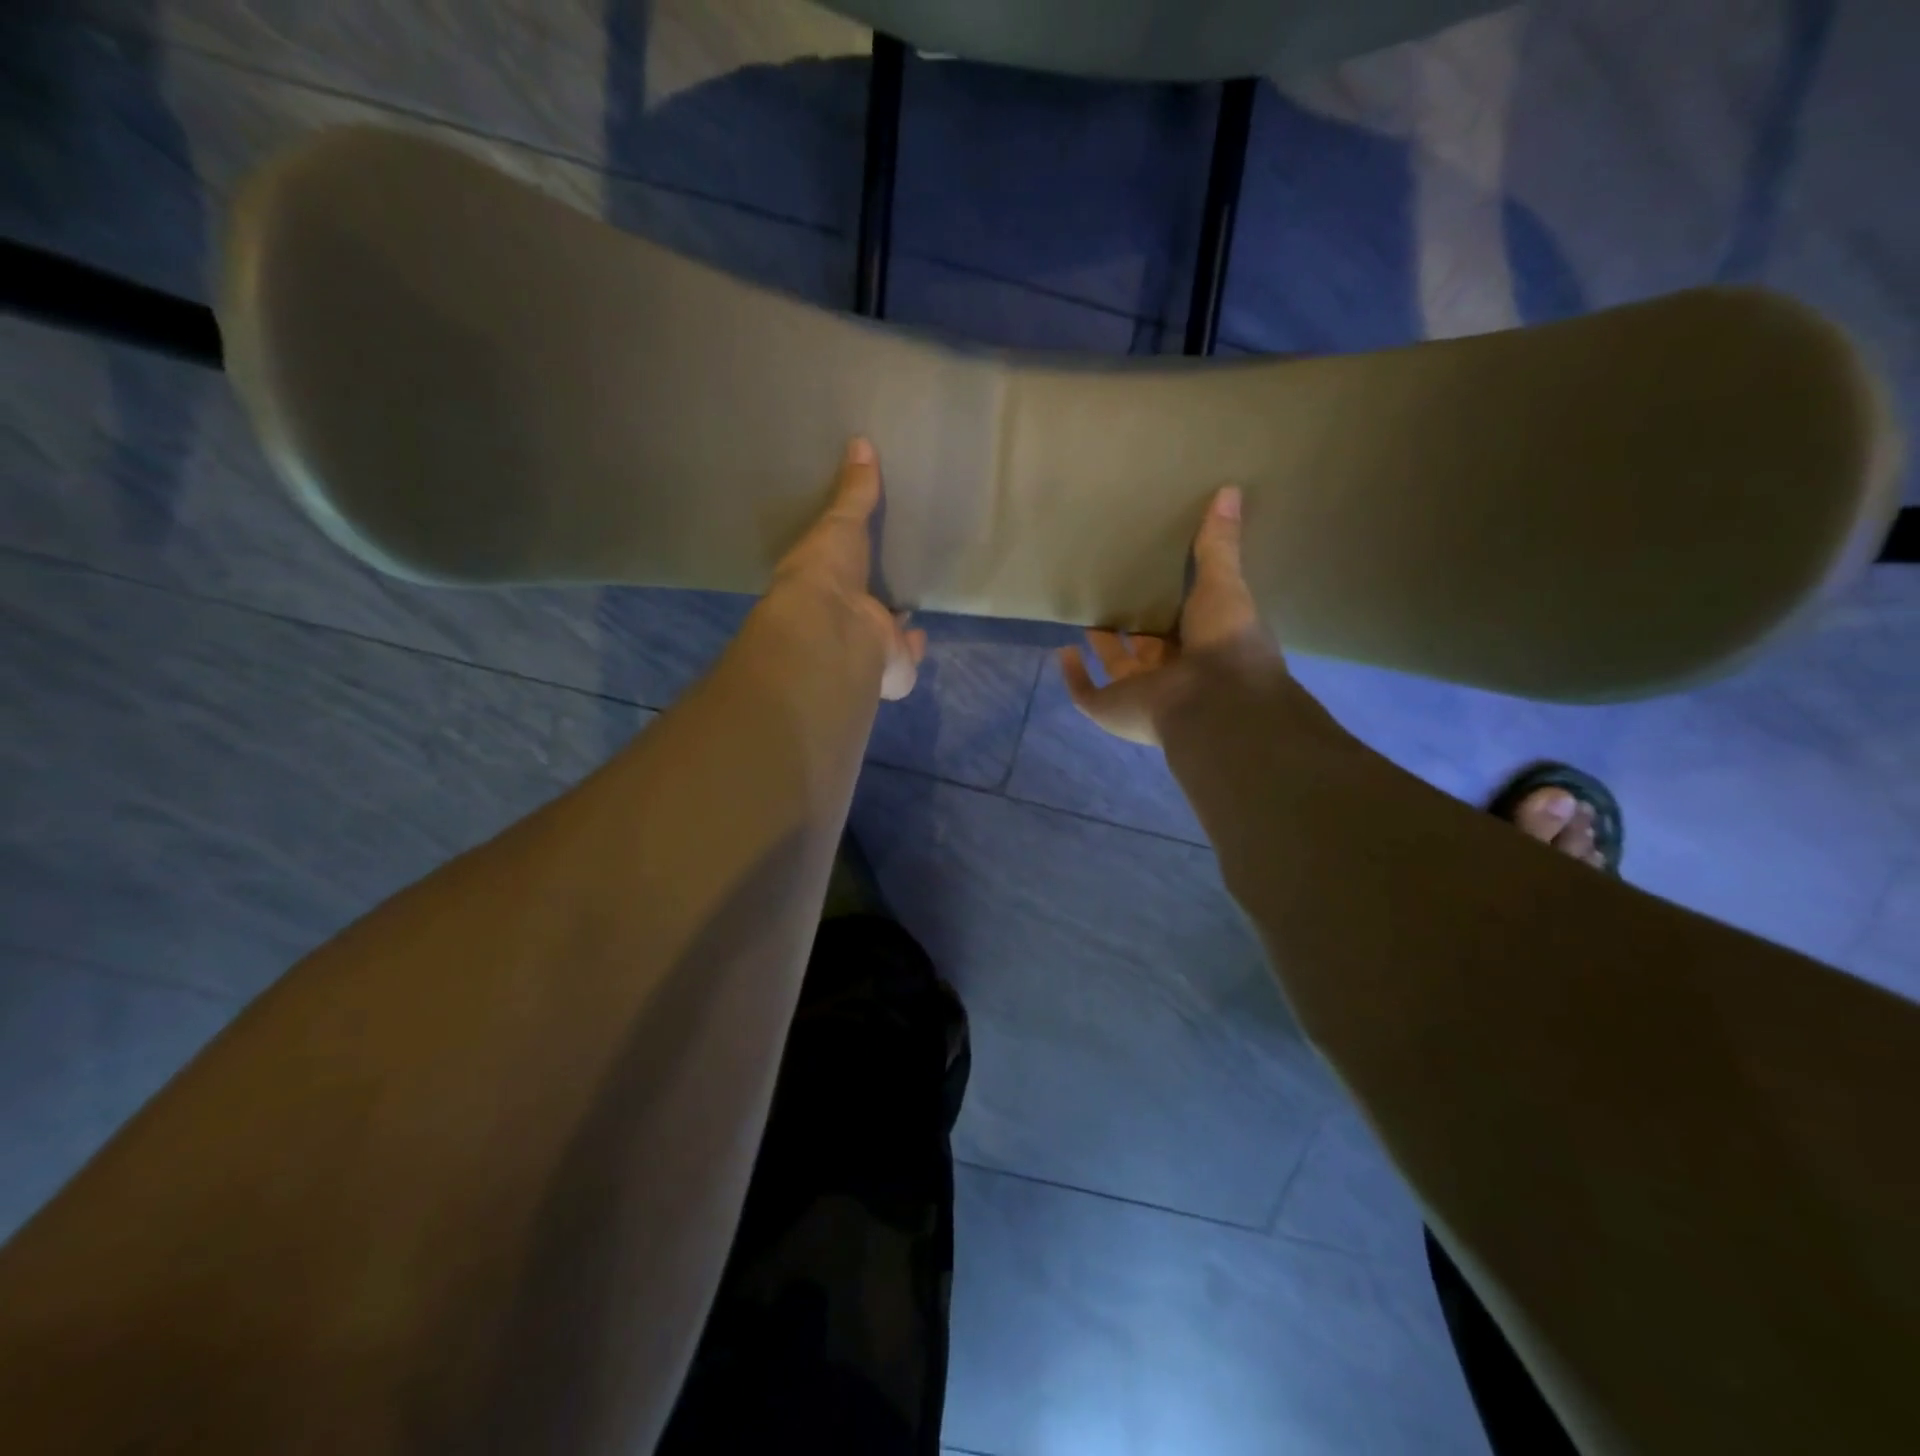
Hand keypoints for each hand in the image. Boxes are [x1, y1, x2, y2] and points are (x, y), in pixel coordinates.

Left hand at [770, 437, 926, 700]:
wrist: (834, 630)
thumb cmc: (827, 572)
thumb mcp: (840, 522)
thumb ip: (854, 492)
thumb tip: (861, 442)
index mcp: (822, 582)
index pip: (837, 569)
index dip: (847, 562)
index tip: (860, 550)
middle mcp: (841, 617)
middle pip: (860, 604)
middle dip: (871, 597)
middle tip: (888, 580)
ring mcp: (865, 646)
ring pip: (879, 634)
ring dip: (890, 625)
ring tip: (907, 606)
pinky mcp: (893, 667)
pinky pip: (906, 657)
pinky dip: (914, 646)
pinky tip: (921, 633)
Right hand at [1060, 486, 1280, 745]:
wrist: (1213, 700)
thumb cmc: (1226, 643)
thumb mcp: (1223, 584)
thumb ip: (1219, 545)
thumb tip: (1229, 489)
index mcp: (1201, 647)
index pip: (1181, 624)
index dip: (1167, 606)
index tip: (1153, 579)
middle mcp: (1170, 673)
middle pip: (1144, 646)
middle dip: (1131, 625)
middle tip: (1115, 591)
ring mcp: (1137, 693)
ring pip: (1114, 666)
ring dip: (1101, 644)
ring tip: (1088, 612)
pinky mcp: (1108, 707)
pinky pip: (1084, 691)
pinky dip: (1072, 675)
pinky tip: (1063, 650)